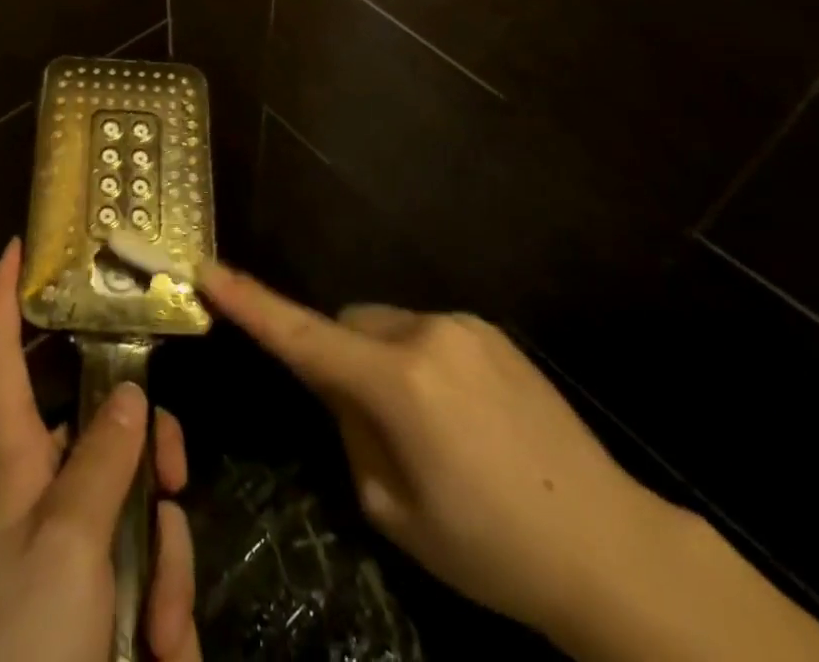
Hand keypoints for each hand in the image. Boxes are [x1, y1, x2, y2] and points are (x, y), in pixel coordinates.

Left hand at [0, 239, 200, 661]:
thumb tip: (132, 394)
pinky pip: (148, 579)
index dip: (2, 299)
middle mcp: (43, 495)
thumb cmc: (19, 643)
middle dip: (153, 457)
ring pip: (140, 510)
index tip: (17, 245)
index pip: (2, 358)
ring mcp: (71, 555)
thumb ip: (103, 460)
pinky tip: (164, 656)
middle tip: (176, 486)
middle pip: (107, 432)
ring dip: (166, 565)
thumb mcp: (66, 543)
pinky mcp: (95, 611)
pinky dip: (165, 613)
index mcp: (15, 461)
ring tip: (161, 634)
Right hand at [201, 264, 818, 661]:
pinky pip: (428, 333)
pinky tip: (463, 418)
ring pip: (388, 327)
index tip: (208, 270)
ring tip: (430, 430)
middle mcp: (425, 334)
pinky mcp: (491, 330)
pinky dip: (421, 362)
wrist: (610, 548)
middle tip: (368, 424)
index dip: (250, 304)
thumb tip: (341, 387)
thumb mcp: (394, 510)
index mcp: (396, 384)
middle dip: (341, 358)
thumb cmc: (490, 548)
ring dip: (384, 362)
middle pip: (348, 324)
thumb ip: (351, 432)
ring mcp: (463, 326)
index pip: (303, 336)